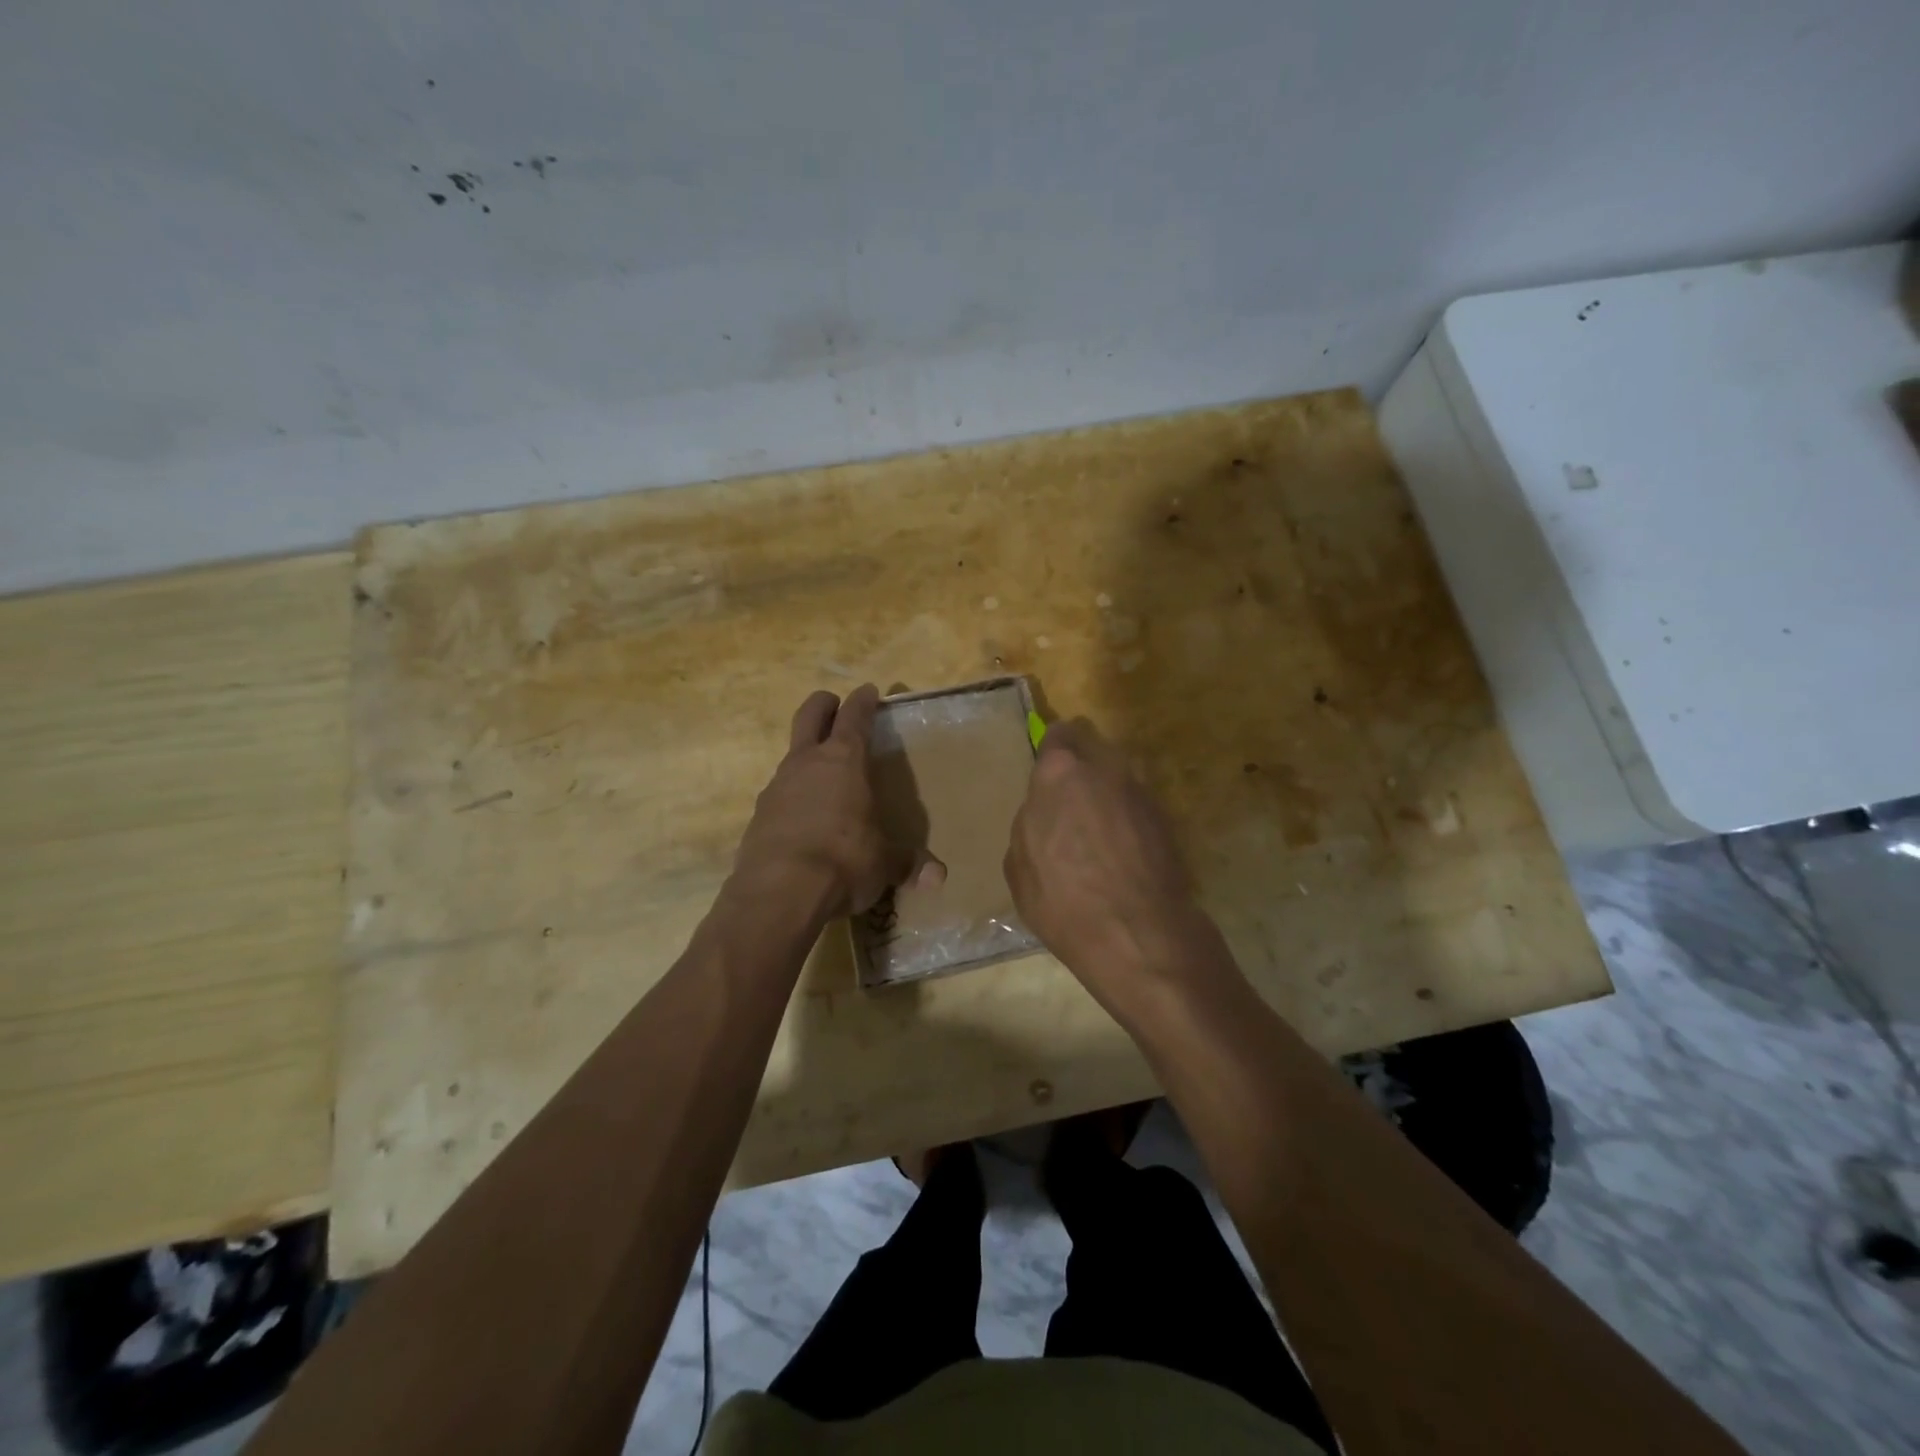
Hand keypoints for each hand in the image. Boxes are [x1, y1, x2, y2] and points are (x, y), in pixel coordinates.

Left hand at [732, 684, 917, 917]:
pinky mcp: (759, 815)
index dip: (863, 701)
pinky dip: (794, 796)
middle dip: (824, 705)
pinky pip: (780, 793)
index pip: (854, 717)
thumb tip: (938, 876)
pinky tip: (804, 820)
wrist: (778, 892)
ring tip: (825, 776)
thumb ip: (907, 864)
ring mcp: (777, 786)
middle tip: (834, 705)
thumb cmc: (843, 861)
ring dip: (807, 755)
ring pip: (792, 755)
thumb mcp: (883, 864)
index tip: (868, 691)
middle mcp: (807, 764)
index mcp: (844, 761)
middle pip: (810, 715)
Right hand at [1004, 719, 1227, 1018]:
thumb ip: (1031, 823)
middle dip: (1081, 765)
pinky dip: (1127, 818)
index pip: (1057, 735)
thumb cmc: (1062, 900)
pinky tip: (1120, 851)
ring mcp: (1141, 791)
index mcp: (1059, 772)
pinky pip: (1136, 805)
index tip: (1048, 775)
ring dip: (1106, 791)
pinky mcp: (1167, 818)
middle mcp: (1105, 768)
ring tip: (1097, 830)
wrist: (1137, 934)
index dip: (1051, 752)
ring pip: (1117, 776)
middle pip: (1092, 748)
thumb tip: (1044, 816)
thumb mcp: (1019, 865)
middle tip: (1070, 800)